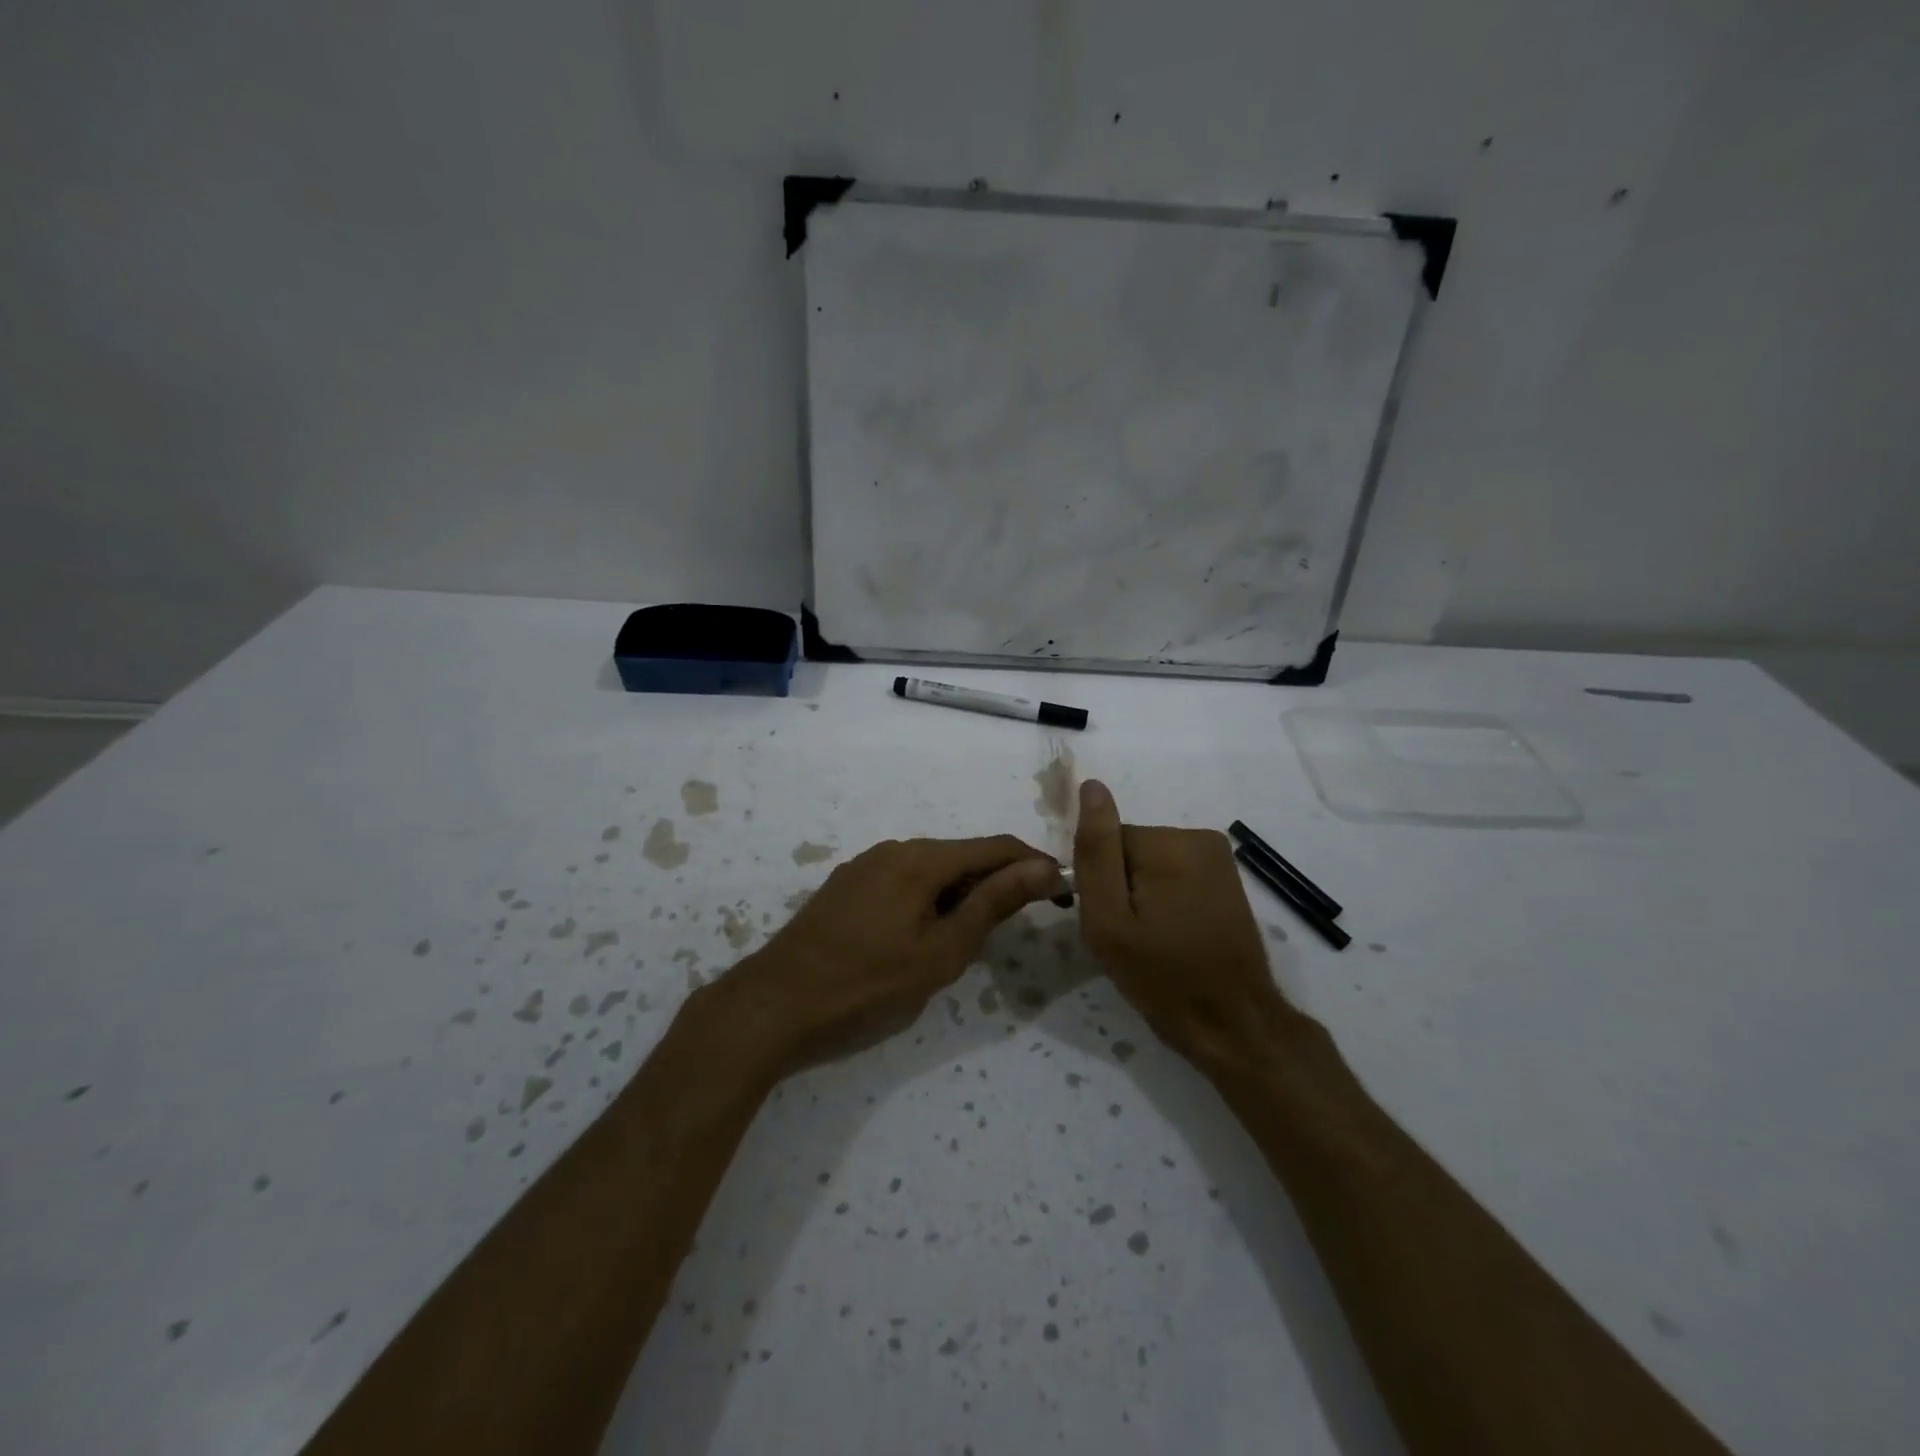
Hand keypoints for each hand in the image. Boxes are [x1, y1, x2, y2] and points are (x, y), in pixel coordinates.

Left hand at [726, 836, 1063, 1076]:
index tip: (1062, 892)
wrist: (774, 1006)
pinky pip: (904, 882)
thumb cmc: (867, 985)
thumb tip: (1043, 867)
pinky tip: (925, 936)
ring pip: (932, 870)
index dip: (1034, 865)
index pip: (995, 848)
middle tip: (1020, 925)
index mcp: (922, 858)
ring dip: (963, 894)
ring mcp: (866, 866)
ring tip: (972, 939)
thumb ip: (992, 904)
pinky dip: (930, 900)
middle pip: (963, 856)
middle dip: (998, 883)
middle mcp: (895, 849)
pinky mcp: (847, 886)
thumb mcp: (941, 952)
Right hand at [1073, 780, 1293, 1070]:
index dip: (1098, 882)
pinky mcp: (1226, 876)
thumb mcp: (1110, 921)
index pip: (1105, 842)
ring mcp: (1218, 856)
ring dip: (1142, 894)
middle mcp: (1198, 836)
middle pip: (1129, 849)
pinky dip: (1165, 899)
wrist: (1232, 1022)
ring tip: (1152, 939)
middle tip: (1129, 936)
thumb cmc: (1162, 977)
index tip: (1110, 922)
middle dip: (1121, 887)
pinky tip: (1173, 934)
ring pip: (1149, 862)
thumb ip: (1095, 852)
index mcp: (1169, 844)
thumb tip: (1091, 786)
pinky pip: (1173, 873)